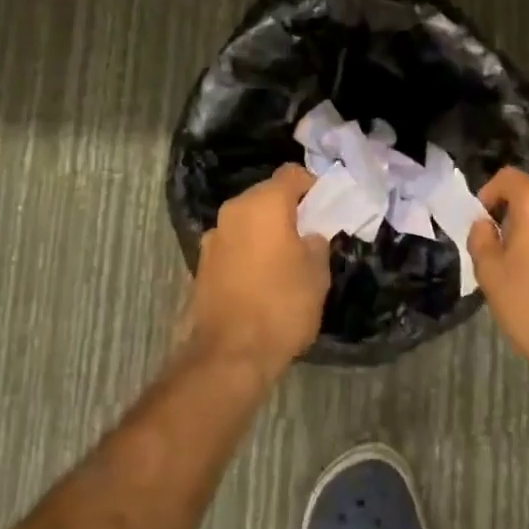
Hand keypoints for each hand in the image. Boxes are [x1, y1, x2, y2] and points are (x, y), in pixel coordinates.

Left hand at [184, 165, 330, 376]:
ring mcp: (213, 237)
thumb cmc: (282, 306)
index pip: (292, 174)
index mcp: (264, 204)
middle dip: (288, 209)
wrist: (230, 355)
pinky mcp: (202, 263)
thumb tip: (308, 236)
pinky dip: (249, 250)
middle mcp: (234, 211)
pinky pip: (234, 244)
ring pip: (247, 220)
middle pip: (266, 195)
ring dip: (266, 231)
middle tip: (309, 232)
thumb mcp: (317, 273)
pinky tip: (262, 277)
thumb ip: (316, 242)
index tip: (326, 207)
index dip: (313, 185)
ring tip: (285, 258)